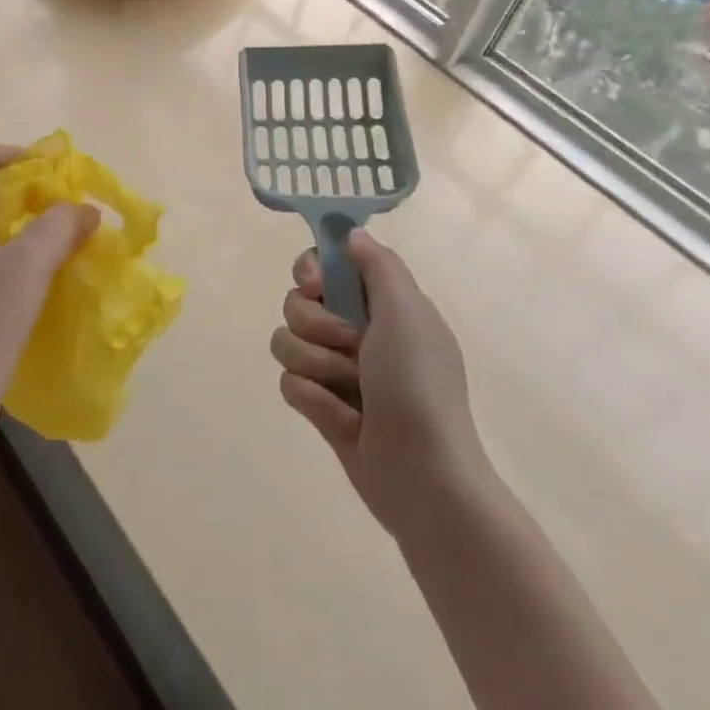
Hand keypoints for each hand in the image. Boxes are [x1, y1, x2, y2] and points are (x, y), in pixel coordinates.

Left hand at [0, 145, 99, 427]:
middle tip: (78, 209)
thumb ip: (58, 227)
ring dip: (42, 232)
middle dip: (39, 195)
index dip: (18, 154)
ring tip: (79, 243)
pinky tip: (63, 281)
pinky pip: (10, 268)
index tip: (56, 171)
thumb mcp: (26, 264)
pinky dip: (37, 264)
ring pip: (7, 235)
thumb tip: (86, 211)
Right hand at [270, 229, 485, 532]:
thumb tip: (351, 233)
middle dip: (315, 325)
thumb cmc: (417, 386)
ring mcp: (336, 369)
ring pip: (286, 340)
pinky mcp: (320, 405)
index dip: (310, 269)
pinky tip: (341, 420)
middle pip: (296, 301)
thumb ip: (378, 265)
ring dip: (315, 365)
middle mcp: (355, 330)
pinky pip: (289, 382)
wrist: (423, 476)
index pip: (324, 264)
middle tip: (351, 347)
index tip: (314, 285)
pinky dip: (313, 399)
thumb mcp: (407, 312)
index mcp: (380, 304)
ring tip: (349, 392)